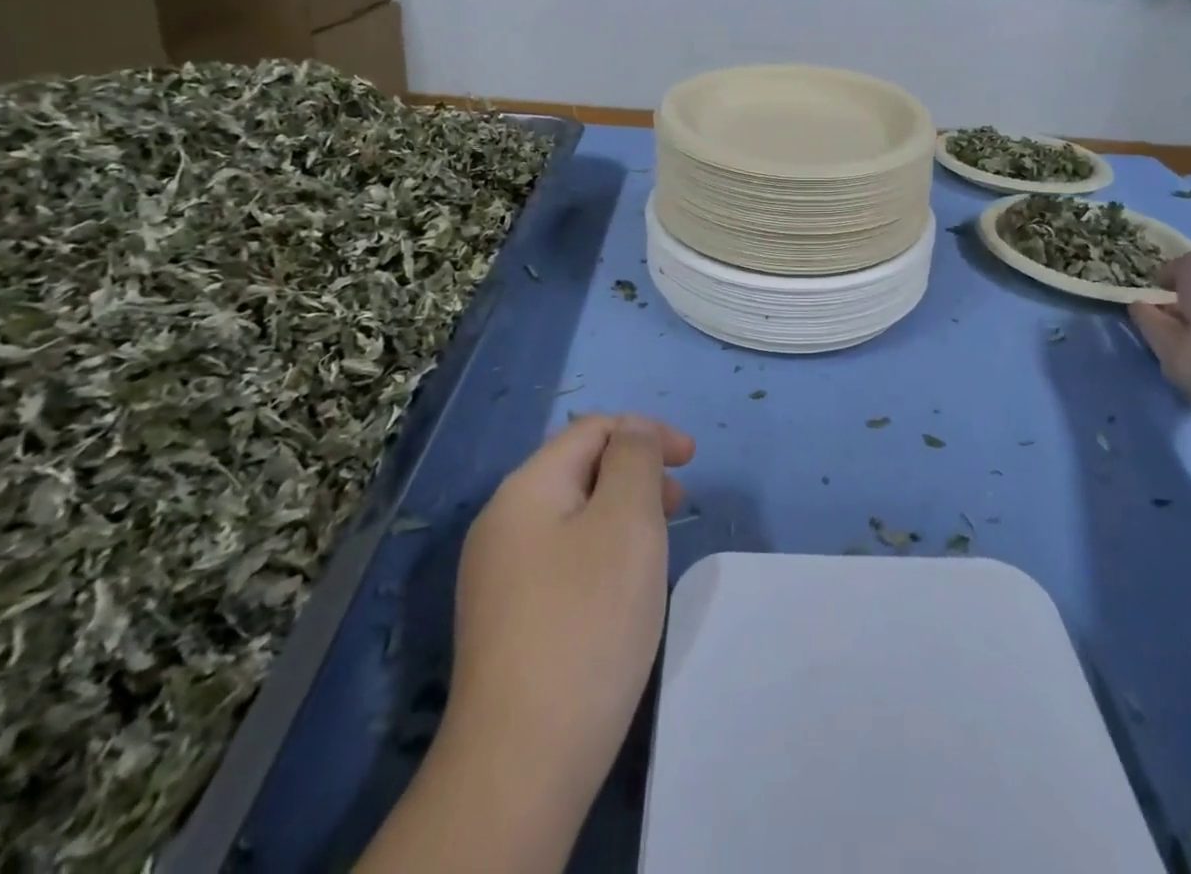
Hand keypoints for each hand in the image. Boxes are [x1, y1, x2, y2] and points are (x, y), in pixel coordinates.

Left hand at [441, 414, 695, 809]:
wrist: (522, 761)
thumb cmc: (587, 621)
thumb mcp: (627, 521)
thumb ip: (634, 458)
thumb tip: (630, 429)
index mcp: (526, 488)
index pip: (592, 430)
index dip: (646, 432)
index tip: (692, 460)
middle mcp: (502, 522)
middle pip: (579, 468)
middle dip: (635, 472)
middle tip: (679, 505)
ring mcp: (497, 575)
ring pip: (572, 515)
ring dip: (620, 512)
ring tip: (657, 544)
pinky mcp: (505, 620)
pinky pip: (561, 557)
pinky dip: (600, 550)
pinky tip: (621, 589)